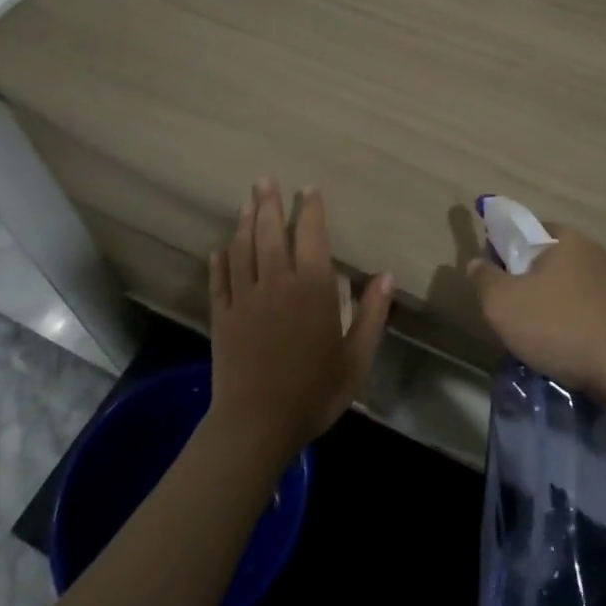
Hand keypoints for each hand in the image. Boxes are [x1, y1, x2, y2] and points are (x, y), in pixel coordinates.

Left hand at [208, 179, 394, 459]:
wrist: (257, 425)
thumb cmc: (315, 391)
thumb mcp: (357, 357)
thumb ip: (373, 313)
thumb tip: (386, 275)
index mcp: (312, 287)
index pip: (311, 235)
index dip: (311, 210)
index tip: (308, 190)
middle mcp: (276, 282)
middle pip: (270, 232)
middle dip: (268, 203)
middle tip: (264, 180)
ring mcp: (244, 298)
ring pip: (242, 249)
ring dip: (244, 222)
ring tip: (247, 201)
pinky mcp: (222, 317)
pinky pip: (219, 280)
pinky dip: (219, 261)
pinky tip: (219, 248)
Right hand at [463, 227, 605, 396]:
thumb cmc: (558, 325)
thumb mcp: (502, 303)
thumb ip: (484, 279)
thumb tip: (477, 263)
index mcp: (564, 237)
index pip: (525, 230)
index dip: (503, 250)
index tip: (493, 279)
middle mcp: (591, 251)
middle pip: (544, 260)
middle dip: (525, 282)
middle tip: (509, 311)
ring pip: (563, 287)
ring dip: (546, 306)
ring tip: (533, 337)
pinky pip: (582, 310)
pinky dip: (568, 323)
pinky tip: (560, 348)